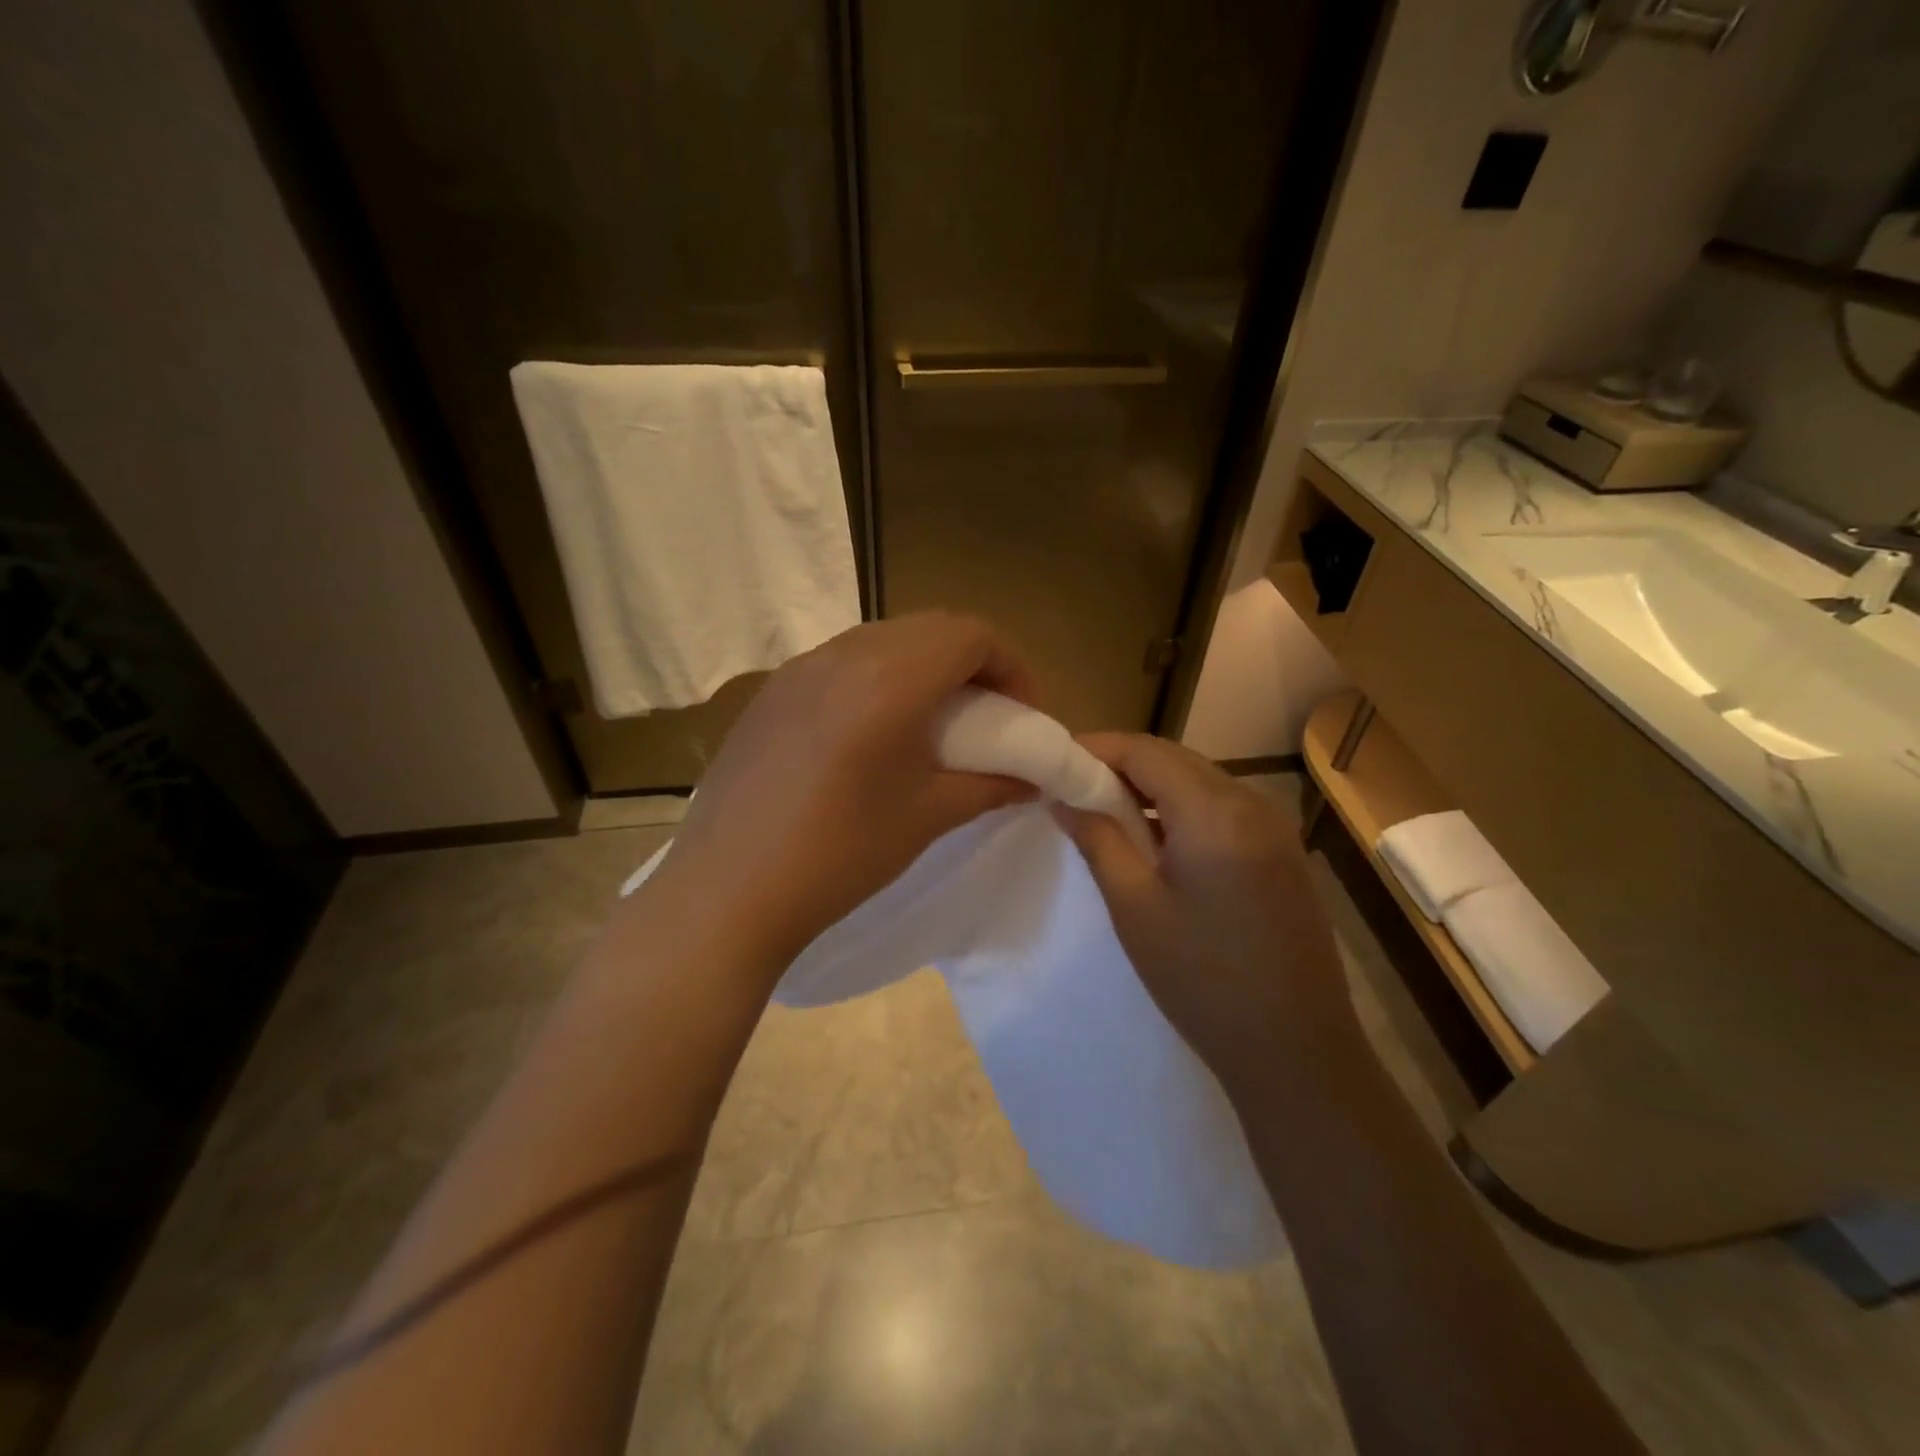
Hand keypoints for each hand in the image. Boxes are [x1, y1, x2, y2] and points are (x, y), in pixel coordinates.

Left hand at [646, 613, 1038, 971]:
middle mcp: (843, 655)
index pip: (970, 635)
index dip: (1011, 665)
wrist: (728, 891)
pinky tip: (872, 732)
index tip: (1022, 713)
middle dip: (972, 662)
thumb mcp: (927, 816)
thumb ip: (990, 785)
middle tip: (987, 715)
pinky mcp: (771, 692)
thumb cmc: (840, 854)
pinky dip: (878, 677)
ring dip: (923, 666)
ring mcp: (799, 669)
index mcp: (890, 679)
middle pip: (929, 628)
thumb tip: (1032, 779)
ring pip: (883, 640)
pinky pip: (841, 662)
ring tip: (932, 722)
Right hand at [1053, 735, 1362, 1095]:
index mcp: (1215, 811)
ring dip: (1152, 787)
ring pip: (1201, 782)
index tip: (1055, 763)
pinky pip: (1223, 809)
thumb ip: (1098, 840)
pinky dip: (1183, 809)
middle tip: (1074, 788)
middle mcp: (1252, 804)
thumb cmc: (1203, 980)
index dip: (1097, 749)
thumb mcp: (1135, 907)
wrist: (1297, 1052)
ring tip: (1107, 812)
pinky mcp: (1283, 854)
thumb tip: (1064, 798)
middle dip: (1122, 765)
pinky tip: (1158, 840)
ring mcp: (1275, 829)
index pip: (1146, 751)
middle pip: (1176, 759)